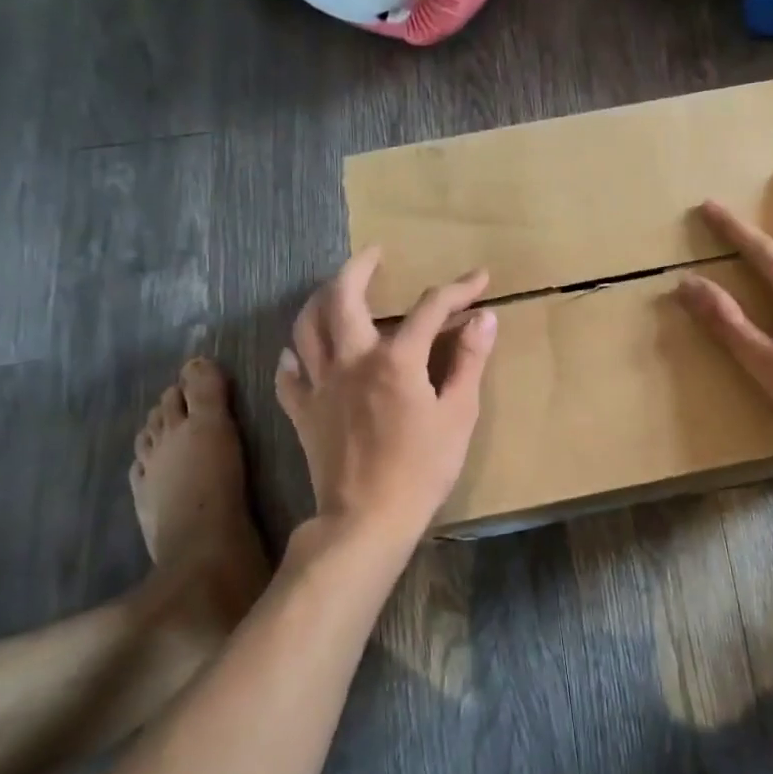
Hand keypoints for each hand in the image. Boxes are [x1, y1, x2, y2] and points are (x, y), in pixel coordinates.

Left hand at [275, 247, 496, 547]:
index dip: (458, 289)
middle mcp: (351, 360)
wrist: (367, 519)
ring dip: (320, 299)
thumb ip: (470, 361)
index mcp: (395, 359)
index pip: (429, 308)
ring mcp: (320, 385)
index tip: (479, 279)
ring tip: (335, 289)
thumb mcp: (459, 414)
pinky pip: (288, 374)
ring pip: (306, 326)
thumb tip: (484, 317)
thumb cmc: (423, 468)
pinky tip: (300, 352)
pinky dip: (294, 355)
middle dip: (359, 267)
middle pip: (343, 296)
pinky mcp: (303, 412)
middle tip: (375, 254)